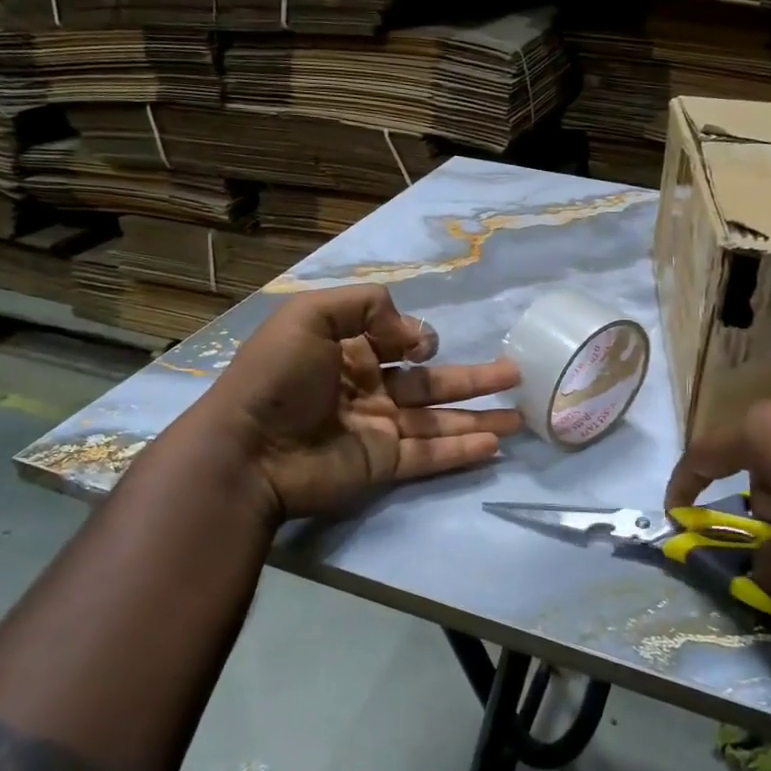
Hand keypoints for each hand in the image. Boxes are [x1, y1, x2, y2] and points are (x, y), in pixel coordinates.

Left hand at [182, 285, 520, 522]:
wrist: (247, 450)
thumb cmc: (277, 377)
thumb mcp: (309, 315)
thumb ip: (365, 306)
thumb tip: (413, 335)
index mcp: (349, 353)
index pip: (399, 344)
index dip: (420, 339)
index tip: (425, 344)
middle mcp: (369, 390)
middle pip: (432, 383)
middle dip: (474, 378)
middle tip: (516, 374)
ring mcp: (379, 430)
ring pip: (440, 420)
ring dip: (480, 416)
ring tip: (522, 415)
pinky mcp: (384, 465)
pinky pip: (431, 454)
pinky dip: (463, 450)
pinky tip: (495, 443)